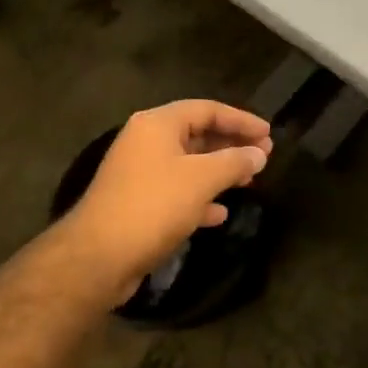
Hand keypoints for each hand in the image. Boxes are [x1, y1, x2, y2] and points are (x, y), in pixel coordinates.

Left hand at [55, 100, 272, 305]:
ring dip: (219, 171)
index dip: (241, 119)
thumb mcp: (202, 179)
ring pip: (189, 164)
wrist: (98, 258)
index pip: (207, 109)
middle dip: (232, 145)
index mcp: (157, 124)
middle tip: (264, 155)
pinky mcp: (137, 203)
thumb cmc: (153, 206)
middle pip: (198, 134)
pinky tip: (220, 213)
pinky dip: (200, 197)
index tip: (268, 133)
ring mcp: (139, 173)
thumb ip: (234, 161)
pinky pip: (176, 191)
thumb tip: (259, 154)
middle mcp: (145, 142)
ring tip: (249, 181)